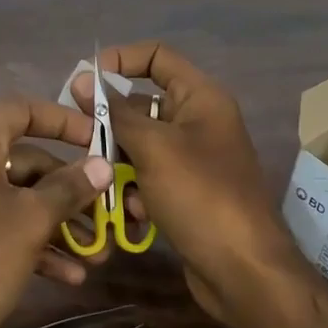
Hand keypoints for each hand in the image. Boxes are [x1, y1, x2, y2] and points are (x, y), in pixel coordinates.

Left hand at [0, 98, 111, 327]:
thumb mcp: (30, 221)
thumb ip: (69, 187)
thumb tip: (102, 165)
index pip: (22, 109)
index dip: (64, 120)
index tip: (100, 139)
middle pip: (23, 158)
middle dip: (68, 188)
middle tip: (107, 210)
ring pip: (14, 196)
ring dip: (56, 222)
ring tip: (97, 253)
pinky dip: (30, 242)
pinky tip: (68, 275)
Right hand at [72, 43, 295, 326]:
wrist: (243, 271)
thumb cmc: (200, 196)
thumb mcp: (153, 148)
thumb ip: (116, 112)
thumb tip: (83, 79)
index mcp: (201, 98)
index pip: (156, 56)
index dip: (119, 60)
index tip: (84, 83)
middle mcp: (198, 121)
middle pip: (142, 105)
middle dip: (111, 125)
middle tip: (84, 144)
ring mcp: (193, 159)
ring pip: (140, 146)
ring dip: (119, 165)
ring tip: (110, 187)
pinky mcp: (186, 192)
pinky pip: (149, 177)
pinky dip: (136, 192)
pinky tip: (136, 215)